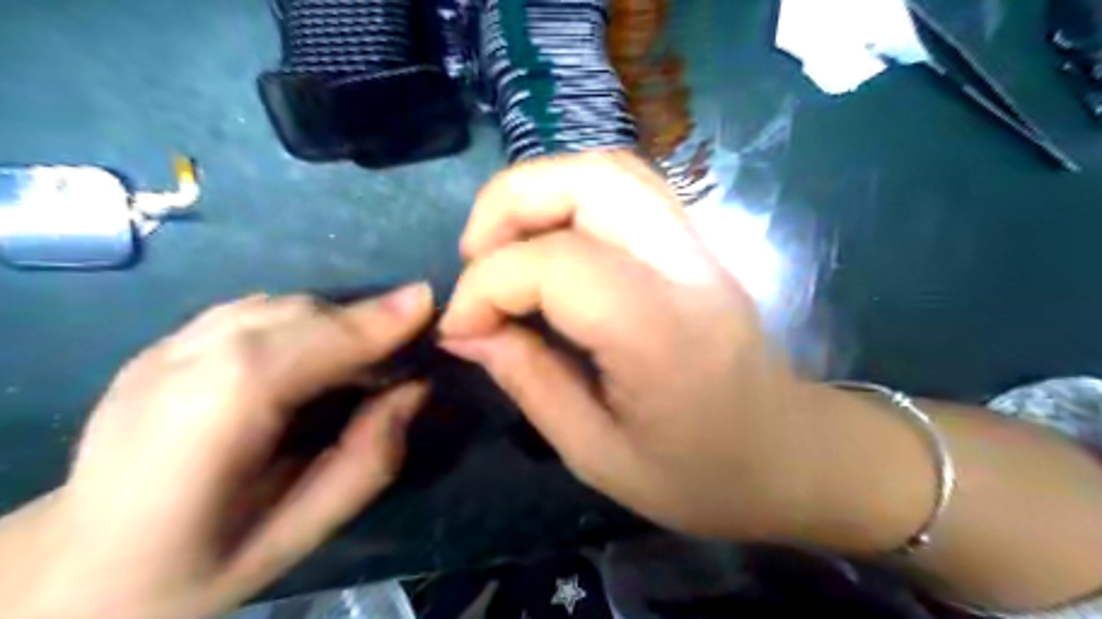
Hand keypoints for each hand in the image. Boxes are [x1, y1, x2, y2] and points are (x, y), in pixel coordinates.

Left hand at [13, 287, 433, 617]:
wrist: (77, 568)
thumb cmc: (201, 564)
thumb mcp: (301, 531)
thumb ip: (368, 458)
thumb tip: (415, 388)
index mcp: (206, 427)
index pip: (299, 349)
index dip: (368, 322)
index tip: (427, 301)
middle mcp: (178, 368)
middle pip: (293, 316)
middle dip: (361, 321)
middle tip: (407, 347)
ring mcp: (162, 349)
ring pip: (276, 306)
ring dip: (335, 319)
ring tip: (366, 354)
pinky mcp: (163, 342)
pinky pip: (255, 311)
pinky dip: (302, 319)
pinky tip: (314, 352)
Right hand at [440, 152, 826, 544]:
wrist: (796, 455)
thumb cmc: (703, 475)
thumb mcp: (597, 455)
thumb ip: (529, 383)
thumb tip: (465, 333)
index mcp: (661, 334)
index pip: (556, 265)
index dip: (487, 286)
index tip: (462, 329)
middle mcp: (686, 268)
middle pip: (591, 178)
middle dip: (508, 203)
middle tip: (474, 258)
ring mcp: (699, 246)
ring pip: (609, 169)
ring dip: (539, 192)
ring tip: (505, 247)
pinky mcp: (697, 244)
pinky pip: (627, 189)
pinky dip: (571, 198)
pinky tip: (550, 243)